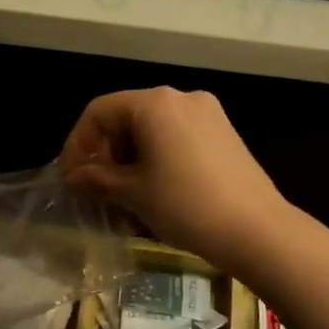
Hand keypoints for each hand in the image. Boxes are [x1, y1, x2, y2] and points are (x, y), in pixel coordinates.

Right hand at [58, 87, 289, 270]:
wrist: (258, 230)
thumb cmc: (186, 206)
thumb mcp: (134, 193)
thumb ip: (97, 179)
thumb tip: (72, 176)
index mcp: (155, 103)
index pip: (100, 111)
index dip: (78, 143)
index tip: (71, 178)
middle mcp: (182, 97)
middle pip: (127, 116)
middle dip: (106, 152)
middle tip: (97, 190)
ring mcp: (208, 114)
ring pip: (153, 128)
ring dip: (131, 158)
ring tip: (125, 196)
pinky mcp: (225, 133)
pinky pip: (178, 136)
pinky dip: (158, 157)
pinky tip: (156, 190)